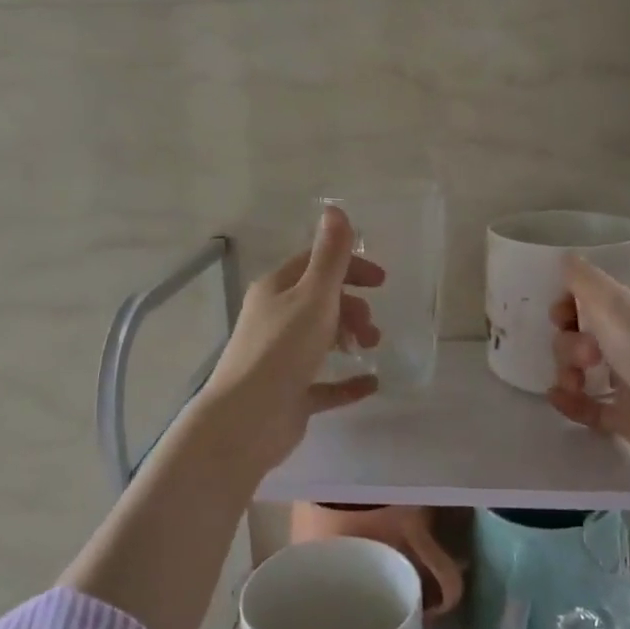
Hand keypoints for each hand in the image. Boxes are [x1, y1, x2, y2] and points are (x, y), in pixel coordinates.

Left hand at [194, 206, 385, 478]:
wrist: (247, 420)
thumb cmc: (282, 349)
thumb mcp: (314, 296)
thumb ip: (330, 256)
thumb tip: (335, 208)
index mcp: (276, 290)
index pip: (315, 265)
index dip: (349, 267)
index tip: (381, 281)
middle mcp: (275, 319)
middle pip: (320, 302)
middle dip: (352, 307)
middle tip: (372, 326)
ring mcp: (280, 359)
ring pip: (321, 338)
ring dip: (351, 338)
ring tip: (370, 349)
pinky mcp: (288, 394)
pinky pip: (324, 383)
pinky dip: (347, 382)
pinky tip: (371, 384)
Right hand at [547, 256, 629, 491]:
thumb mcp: (613, 301)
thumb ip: (583, 278)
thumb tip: (565, 258)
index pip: (592, 300)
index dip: (568, 307)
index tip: (560, 318)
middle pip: (582, 335)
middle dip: (571, 344)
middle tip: (588, 355)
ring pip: (583, 371)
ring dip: (567, 372)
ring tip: (575, 384)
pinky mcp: (628, 416)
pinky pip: (589, 407)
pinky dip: (571, 402)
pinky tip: (559, 398)